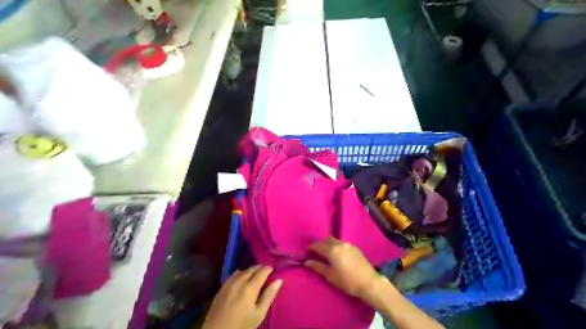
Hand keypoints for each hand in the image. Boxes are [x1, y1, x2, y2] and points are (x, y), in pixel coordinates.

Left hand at [203, 265, 281, 328]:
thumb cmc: (241, 325)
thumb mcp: (259, 314)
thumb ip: (269, 295)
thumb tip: (279, 280)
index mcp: (250, 287)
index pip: (262, 271)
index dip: (269, 268)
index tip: (274, 270)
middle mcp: (240, 281)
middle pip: (252, 268)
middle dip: (260, 268)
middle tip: (266, 272)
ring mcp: (229, 283)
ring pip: (243, 270)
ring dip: (251, 270)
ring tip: (255, 275)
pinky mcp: (222, 287)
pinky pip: (233, 274)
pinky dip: (240, 273)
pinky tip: (242, 276)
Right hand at [304, 236, 383, 303]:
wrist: (369, 282)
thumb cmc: (347, 281)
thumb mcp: (330, 276)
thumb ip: (318, 267)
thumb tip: (307, 262)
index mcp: (332, 250)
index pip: (317, 245)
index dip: (311, 246)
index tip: (306, 250)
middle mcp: (339, 244)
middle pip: (326, 239)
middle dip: (319, 243)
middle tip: (315, 250)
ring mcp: (348, 244)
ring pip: (335, 240)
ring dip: (328, 244)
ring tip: (325, 252)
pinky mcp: (355, 247)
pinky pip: (342, 243)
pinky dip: (336, 246)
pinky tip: (337, 253)